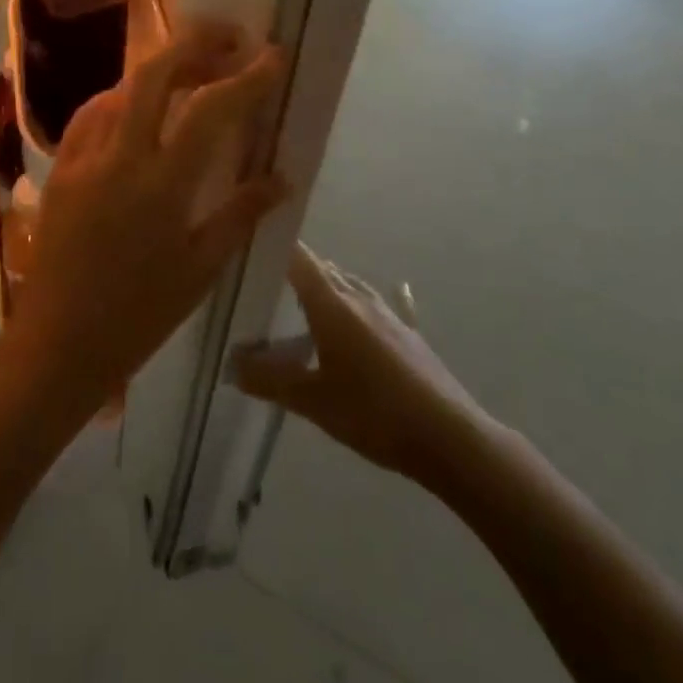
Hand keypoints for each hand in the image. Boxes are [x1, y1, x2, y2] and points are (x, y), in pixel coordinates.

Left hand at [8, 22, 287, 420]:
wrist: (58, 342)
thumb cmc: (139, 315)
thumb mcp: (201, 268)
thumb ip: (241, 213)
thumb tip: (282, 176)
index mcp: (162, 184)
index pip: (211, 110)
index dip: (246, 77)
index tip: (272, 54)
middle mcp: (119, 156)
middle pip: (156, 74)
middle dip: (195, 43)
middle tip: (228, 38)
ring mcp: (83, 157)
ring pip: (121, 87)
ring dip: (160, 68)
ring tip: (192, 69)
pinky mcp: (61, 166)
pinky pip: (93, 113)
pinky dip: (122, 96)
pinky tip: (138, 106)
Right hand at [234, 245, 496, 491]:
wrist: (451, 438)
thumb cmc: (375, 414)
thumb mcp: (314, 402)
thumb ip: (269, 381)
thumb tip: (231, 364)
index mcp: (331, 304)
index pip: (298, 257)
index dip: (274, 245)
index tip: (250, 244)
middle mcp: (358, 297)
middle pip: (322, 268)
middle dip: (294, 268)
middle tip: (265, 280)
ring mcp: (387, 314)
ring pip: (348, 284)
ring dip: (324, 285)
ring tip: (301, 299)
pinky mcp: (407, 334)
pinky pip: (375, 305)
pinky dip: (358, 304)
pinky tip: (367, 306)